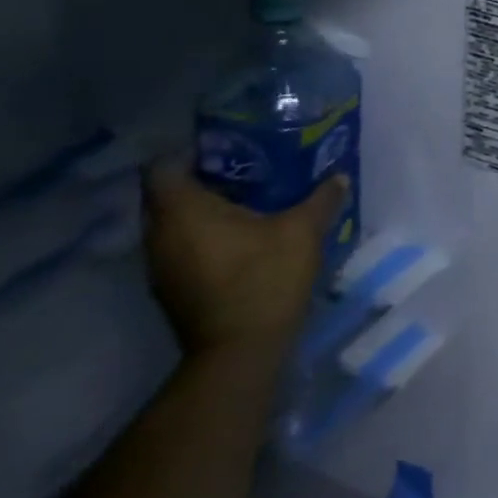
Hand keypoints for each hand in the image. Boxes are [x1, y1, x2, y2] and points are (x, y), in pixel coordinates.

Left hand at [142, 161, 346, 357]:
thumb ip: (321, 198)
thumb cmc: (264, 278)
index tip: (226, 146)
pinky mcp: (171, 289)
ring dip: (202, 211)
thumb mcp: (303, 230)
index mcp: (182, 211)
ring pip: (173, 223)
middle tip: (246, 168)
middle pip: (166, 194)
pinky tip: (241, 238)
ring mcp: (160, 266)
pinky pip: (181, 247)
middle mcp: (159, 235)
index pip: (163, 166)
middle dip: (201, 178)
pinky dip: (203, 236)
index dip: (190, 151)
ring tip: (247, 200)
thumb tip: (338, 176)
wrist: (240, 352)